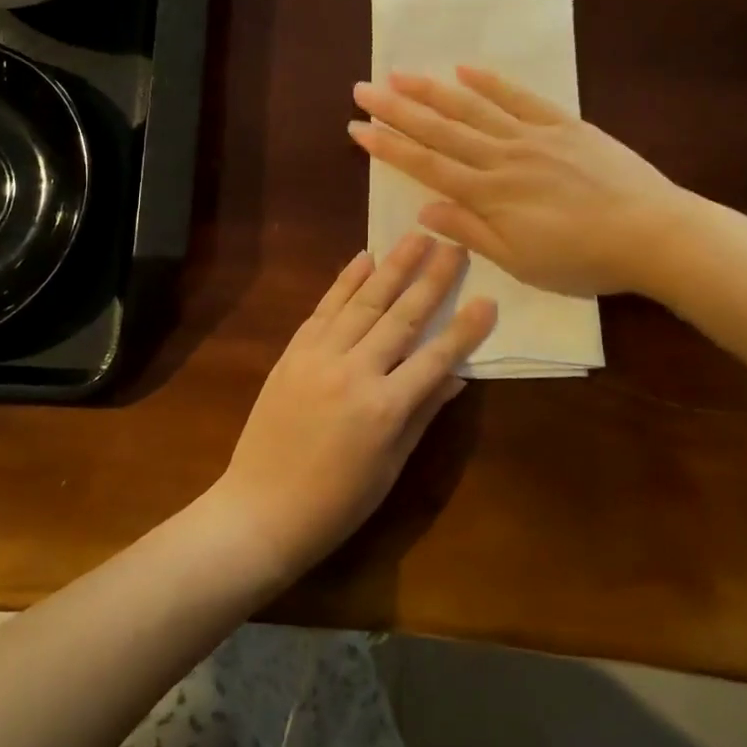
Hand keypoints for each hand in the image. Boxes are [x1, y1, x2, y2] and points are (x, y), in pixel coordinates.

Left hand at [212, 235, 496, 584]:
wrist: (260, 510)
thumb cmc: (335, 503)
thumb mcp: (390, 467)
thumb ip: (422, 414)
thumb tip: (456, 376)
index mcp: (384, 409)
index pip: (435, 357)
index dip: (465, 329)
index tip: (487, 298)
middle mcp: (353, 372)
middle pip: (401, 317)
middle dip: (431, 279)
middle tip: (453, 246)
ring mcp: (318, 358)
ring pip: (362, 302)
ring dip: (392, 267)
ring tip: (415, 236)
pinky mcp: (292, 353)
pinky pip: (323, 309)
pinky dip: (344, 282)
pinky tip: (363, 259)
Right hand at [349, 67, 679, 296]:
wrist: (652, 234)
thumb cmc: (583, 260)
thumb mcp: (520, 261)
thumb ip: (470, 232)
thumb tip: (424, 209)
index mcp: (489, 194)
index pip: (426, 165)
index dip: (388, 146)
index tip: (357, 128)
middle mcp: (502, 157)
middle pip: (440, 129)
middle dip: (397, 109)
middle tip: (363, 89)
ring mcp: (533, 135)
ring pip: (473, 107)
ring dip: (432, 90)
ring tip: (400, 74)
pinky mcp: (563, 124)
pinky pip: (520, 97)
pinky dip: (490, 82)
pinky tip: (465, 69)